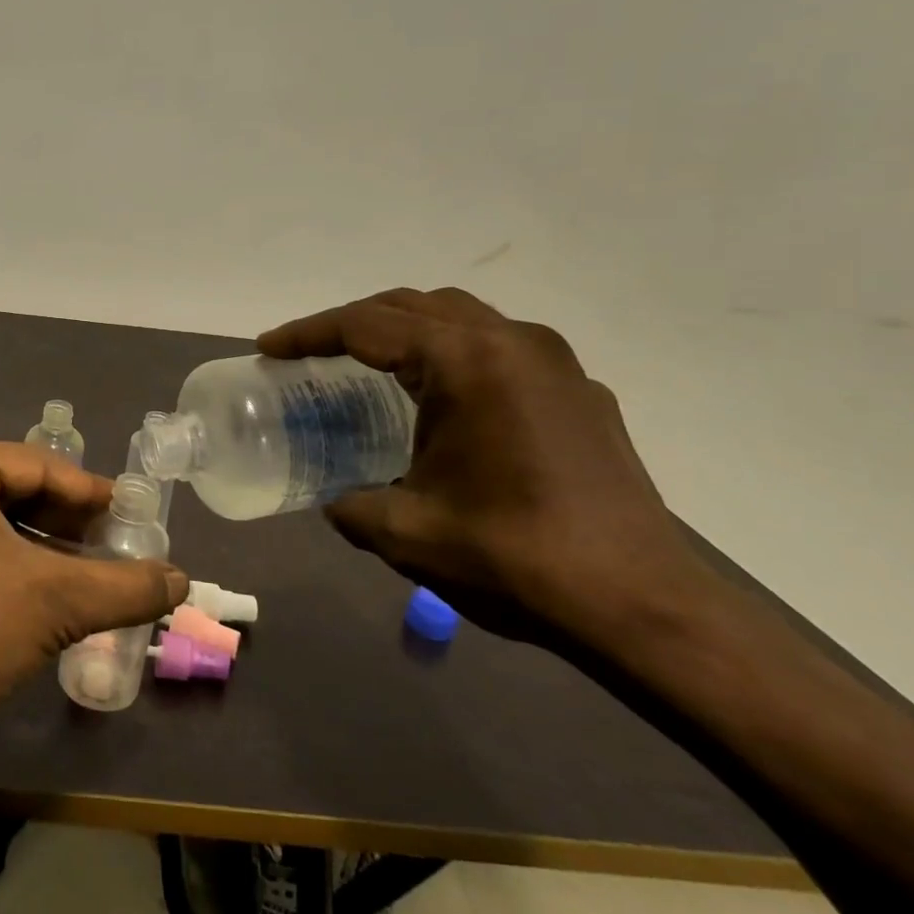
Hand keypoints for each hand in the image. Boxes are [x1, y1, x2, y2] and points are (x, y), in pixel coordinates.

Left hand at [0, 431, 186, 744]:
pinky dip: (6, 555)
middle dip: (65, 521)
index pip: (37, 467)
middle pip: (13, 487)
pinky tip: (42, 583)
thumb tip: (183, 581)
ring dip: (40, 541)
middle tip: (115, 545)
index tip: (132, 514)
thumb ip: (126, 586)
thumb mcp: (57, 601)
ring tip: (88, 568)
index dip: (91, 495)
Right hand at [258, 287, 704, 647]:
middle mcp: (511, 341)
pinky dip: (450, 352)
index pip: (367, 325)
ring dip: (404, 330)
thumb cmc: (517, 558)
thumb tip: (332, 499)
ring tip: (366, 363)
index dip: (309, 333)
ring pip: (457, 316)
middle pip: (411, 306)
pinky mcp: (578, 390)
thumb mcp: (408, 533)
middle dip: (352, 322)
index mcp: (466, 361)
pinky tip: (441, 398)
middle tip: (310, 353)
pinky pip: (497, 345)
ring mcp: (553, 361)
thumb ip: (351, 505)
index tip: (269, 346)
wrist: (645, 607)